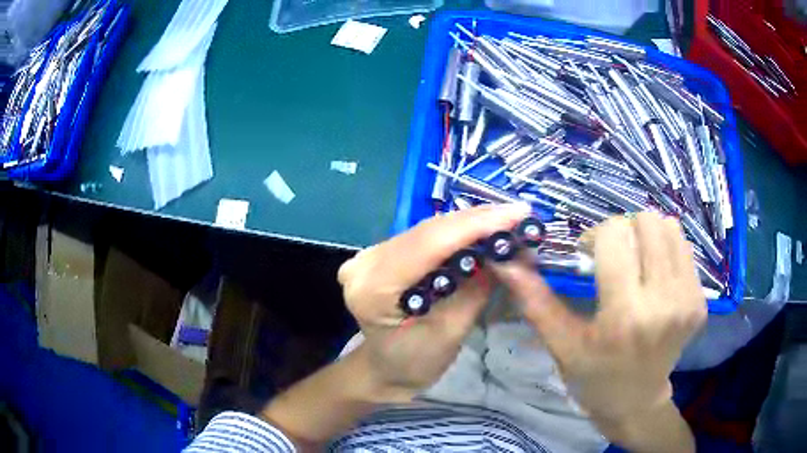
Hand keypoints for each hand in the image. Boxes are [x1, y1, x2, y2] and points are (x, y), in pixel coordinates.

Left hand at [337, 203, 530, 400]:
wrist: (387, 369)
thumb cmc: (415, 363)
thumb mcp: (451, 332)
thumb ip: (476, 288)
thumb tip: (506, 250)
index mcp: (373, 288)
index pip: (429, 244)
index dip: (475, 225)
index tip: (518, 213)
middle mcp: (365, 263)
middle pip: (428, 231)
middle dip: (477, 220)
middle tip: (519, 214)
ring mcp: (370, 255)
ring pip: (428, 229)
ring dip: (469, 223)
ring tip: (506, 219)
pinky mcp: (381, 253)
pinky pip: (424, 236)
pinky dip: (455, 232)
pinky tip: (481, 228)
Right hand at [494, 213, 706, 428]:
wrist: (636, 401)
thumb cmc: (593, 376)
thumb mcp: (561, 343)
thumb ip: (534, 299)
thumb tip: (504, 260)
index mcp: (625, 315)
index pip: (615, 235)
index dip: (595, 236)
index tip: (588, 257)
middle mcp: (665, 301)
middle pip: (646, 221)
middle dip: (623, 231)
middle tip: (614, 258)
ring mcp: (689, 299)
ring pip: (669, 227)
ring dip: (646, 236)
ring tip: (636, 264)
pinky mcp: (701, 299)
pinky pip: (683, 247)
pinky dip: (665, 250)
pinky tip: (655, 277)